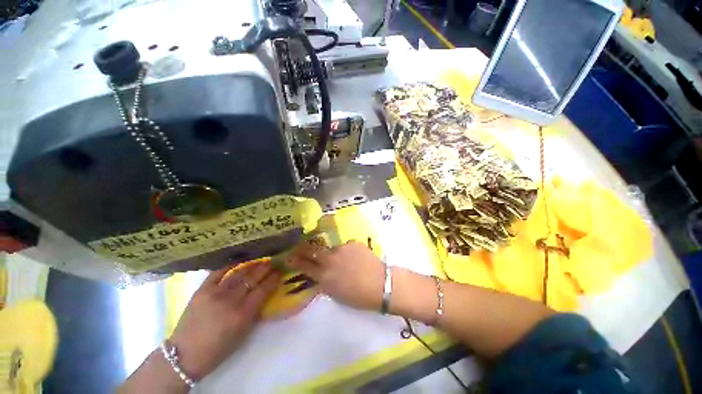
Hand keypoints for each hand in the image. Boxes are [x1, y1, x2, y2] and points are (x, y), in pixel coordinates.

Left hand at [169, 263, 281, 380]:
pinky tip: (238, 261)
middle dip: (266, 268)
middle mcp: (231, 300)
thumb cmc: (218, 349)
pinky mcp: (202, 290)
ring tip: (260, 260)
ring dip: (252, 265)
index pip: (263, 290)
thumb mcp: (243, 333)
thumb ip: (255, 311)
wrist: (184, 355)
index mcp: (243, 314)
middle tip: (273, 262)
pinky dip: (230, 265)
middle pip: (252, 278)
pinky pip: (218, 273)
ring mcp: (215, 293)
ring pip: (238, 273)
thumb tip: (264, 293)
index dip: (273, 279)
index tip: (280, 271)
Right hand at [289, 241, 384, 310]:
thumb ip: (325, 282)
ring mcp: (341, 249)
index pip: (304, 266)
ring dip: (334, 253)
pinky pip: (345, 246)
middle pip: (312, 250)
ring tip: (345, 261)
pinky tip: (356, 259)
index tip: (289, 257)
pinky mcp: (352, 243)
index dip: (295, 261)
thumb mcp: (336, 294)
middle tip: (300, 247)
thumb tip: (319, 274)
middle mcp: (330, 260)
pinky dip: (347, 252)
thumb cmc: (358, 296)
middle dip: (303, 248)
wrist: (381, 284)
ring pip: (332, 248)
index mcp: (324, 276)